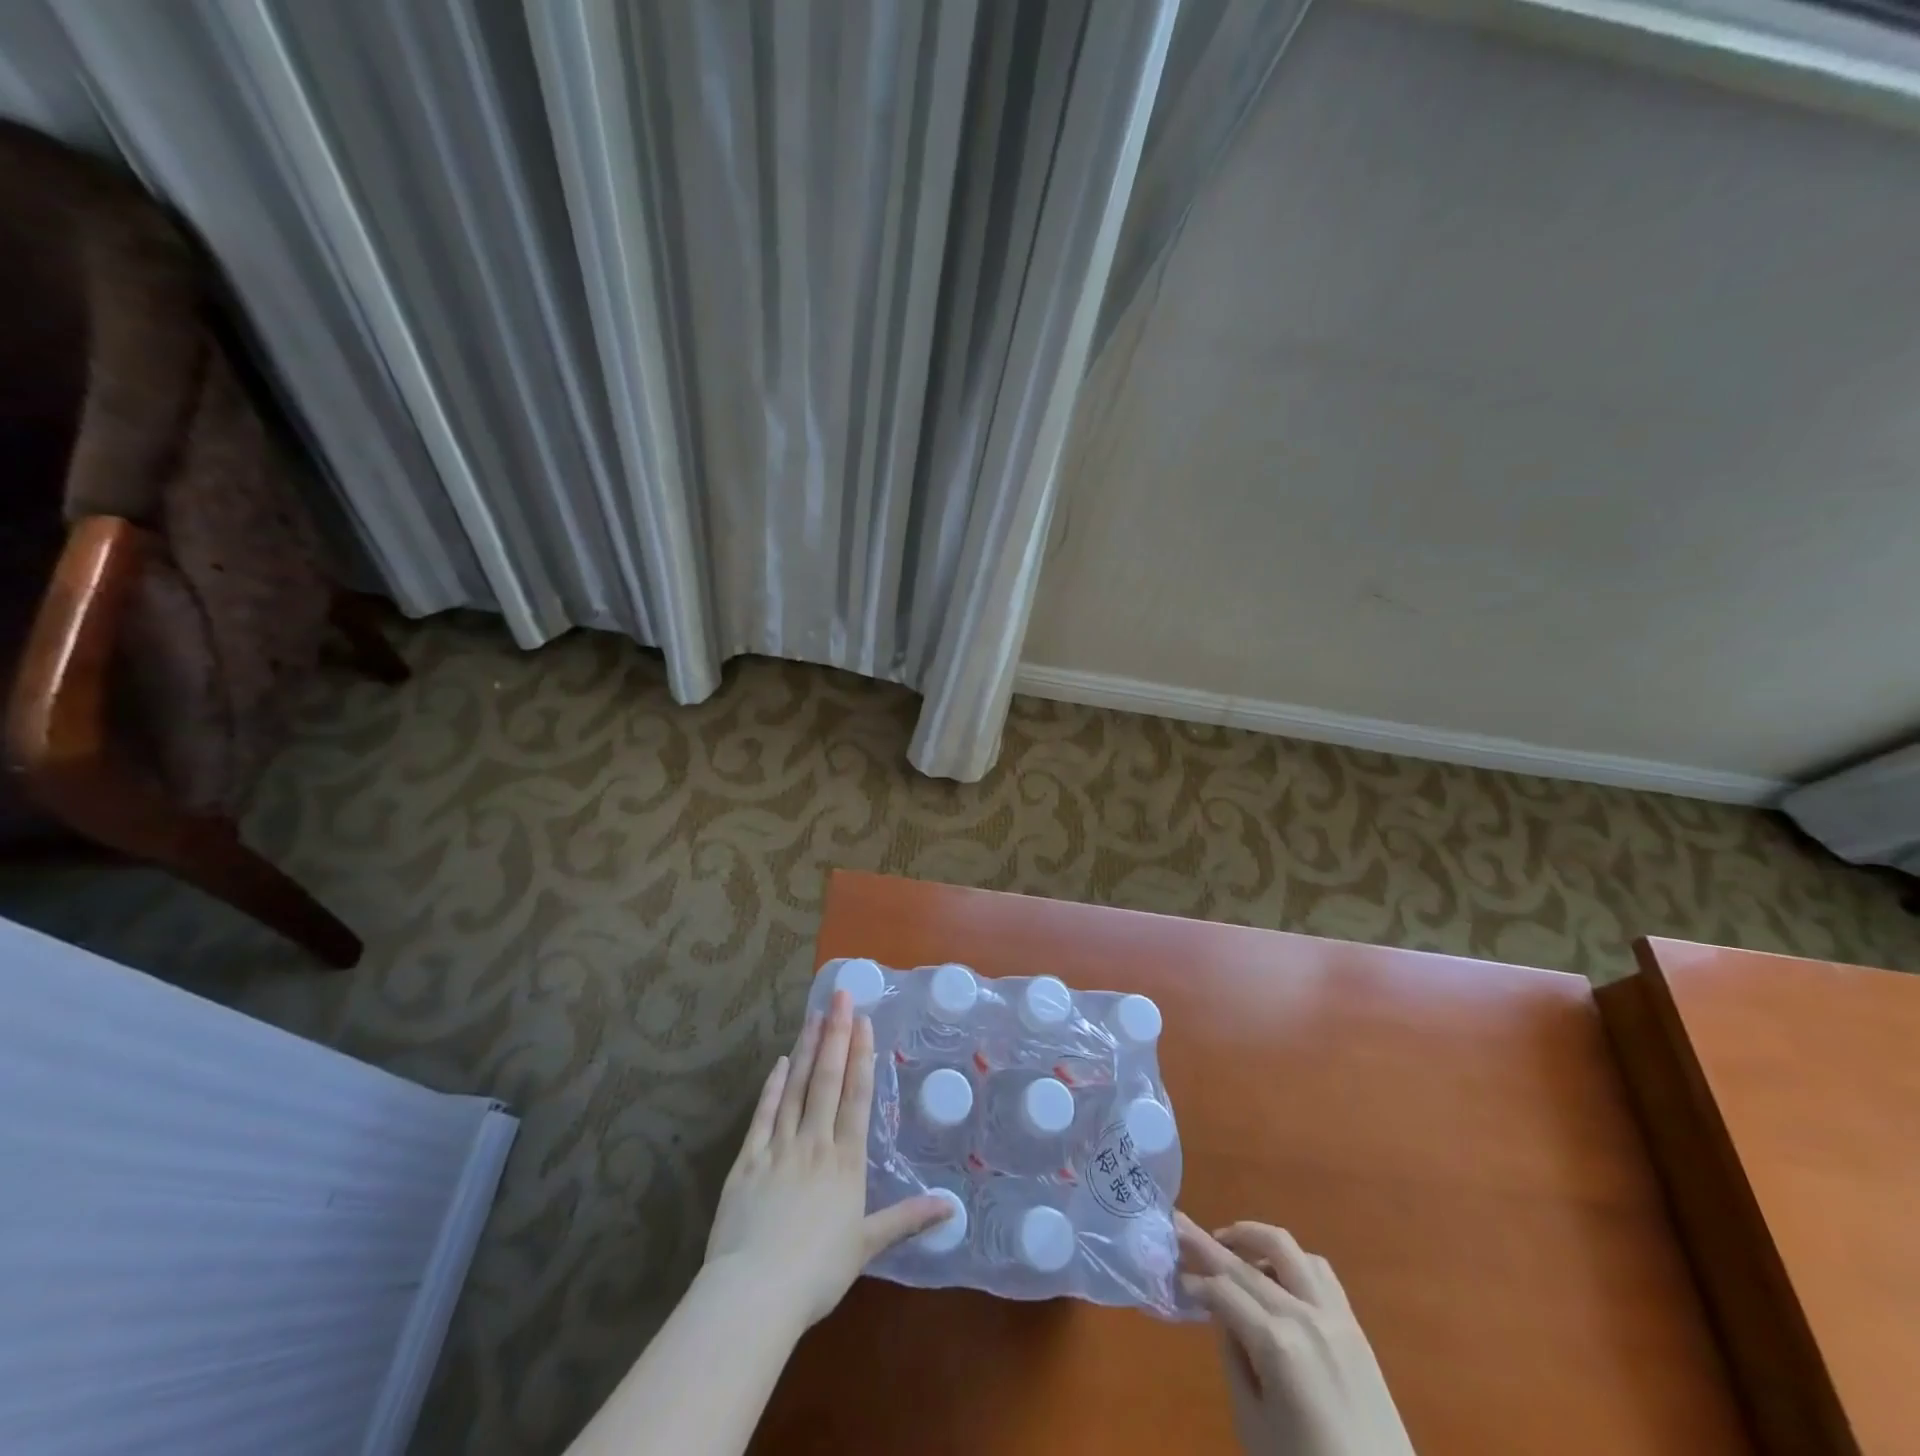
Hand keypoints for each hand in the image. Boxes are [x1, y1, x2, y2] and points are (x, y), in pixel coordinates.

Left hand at [704, 989, 950, 1331]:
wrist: (755, 1292)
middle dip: (836, 1035)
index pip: (856, 1097)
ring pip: (796, 1088)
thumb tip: (952, 1208)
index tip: (863, 1022)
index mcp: (845, 1161)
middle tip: (840, 997)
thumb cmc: (816, 1272)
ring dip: (807, 1050)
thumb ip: (907, 1220)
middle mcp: (814, 1143)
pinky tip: (780, 1062)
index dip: (861, 1057)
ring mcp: (778, 1148)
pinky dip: (772, 1087)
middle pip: (827, 1080)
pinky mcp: (747, 1161)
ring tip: (814, 1016)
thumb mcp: (867, 1246)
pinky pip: (763, 1115)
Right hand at [1177, 1214, 1414, 1455]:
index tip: (1173, 1276)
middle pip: (1246, 1264)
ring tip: (1229, 1244)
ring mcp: (1335, 1316)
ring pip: (1287, 1248)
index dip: (1194, 1281)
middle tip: (1180, 1225)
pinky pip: (1318, 1270)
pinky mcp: (1355, 1326)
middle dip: (1208, 1243)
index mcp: (1277, 1344)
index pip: (1223, 1291)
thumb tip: (1222, 1313)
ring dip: (1253, 1238)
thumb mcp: (1253, 1423)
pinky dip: (1290, 1259)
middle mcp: (1305, 1316)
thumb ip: (1234, 1358)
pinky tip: (1274, 1273)